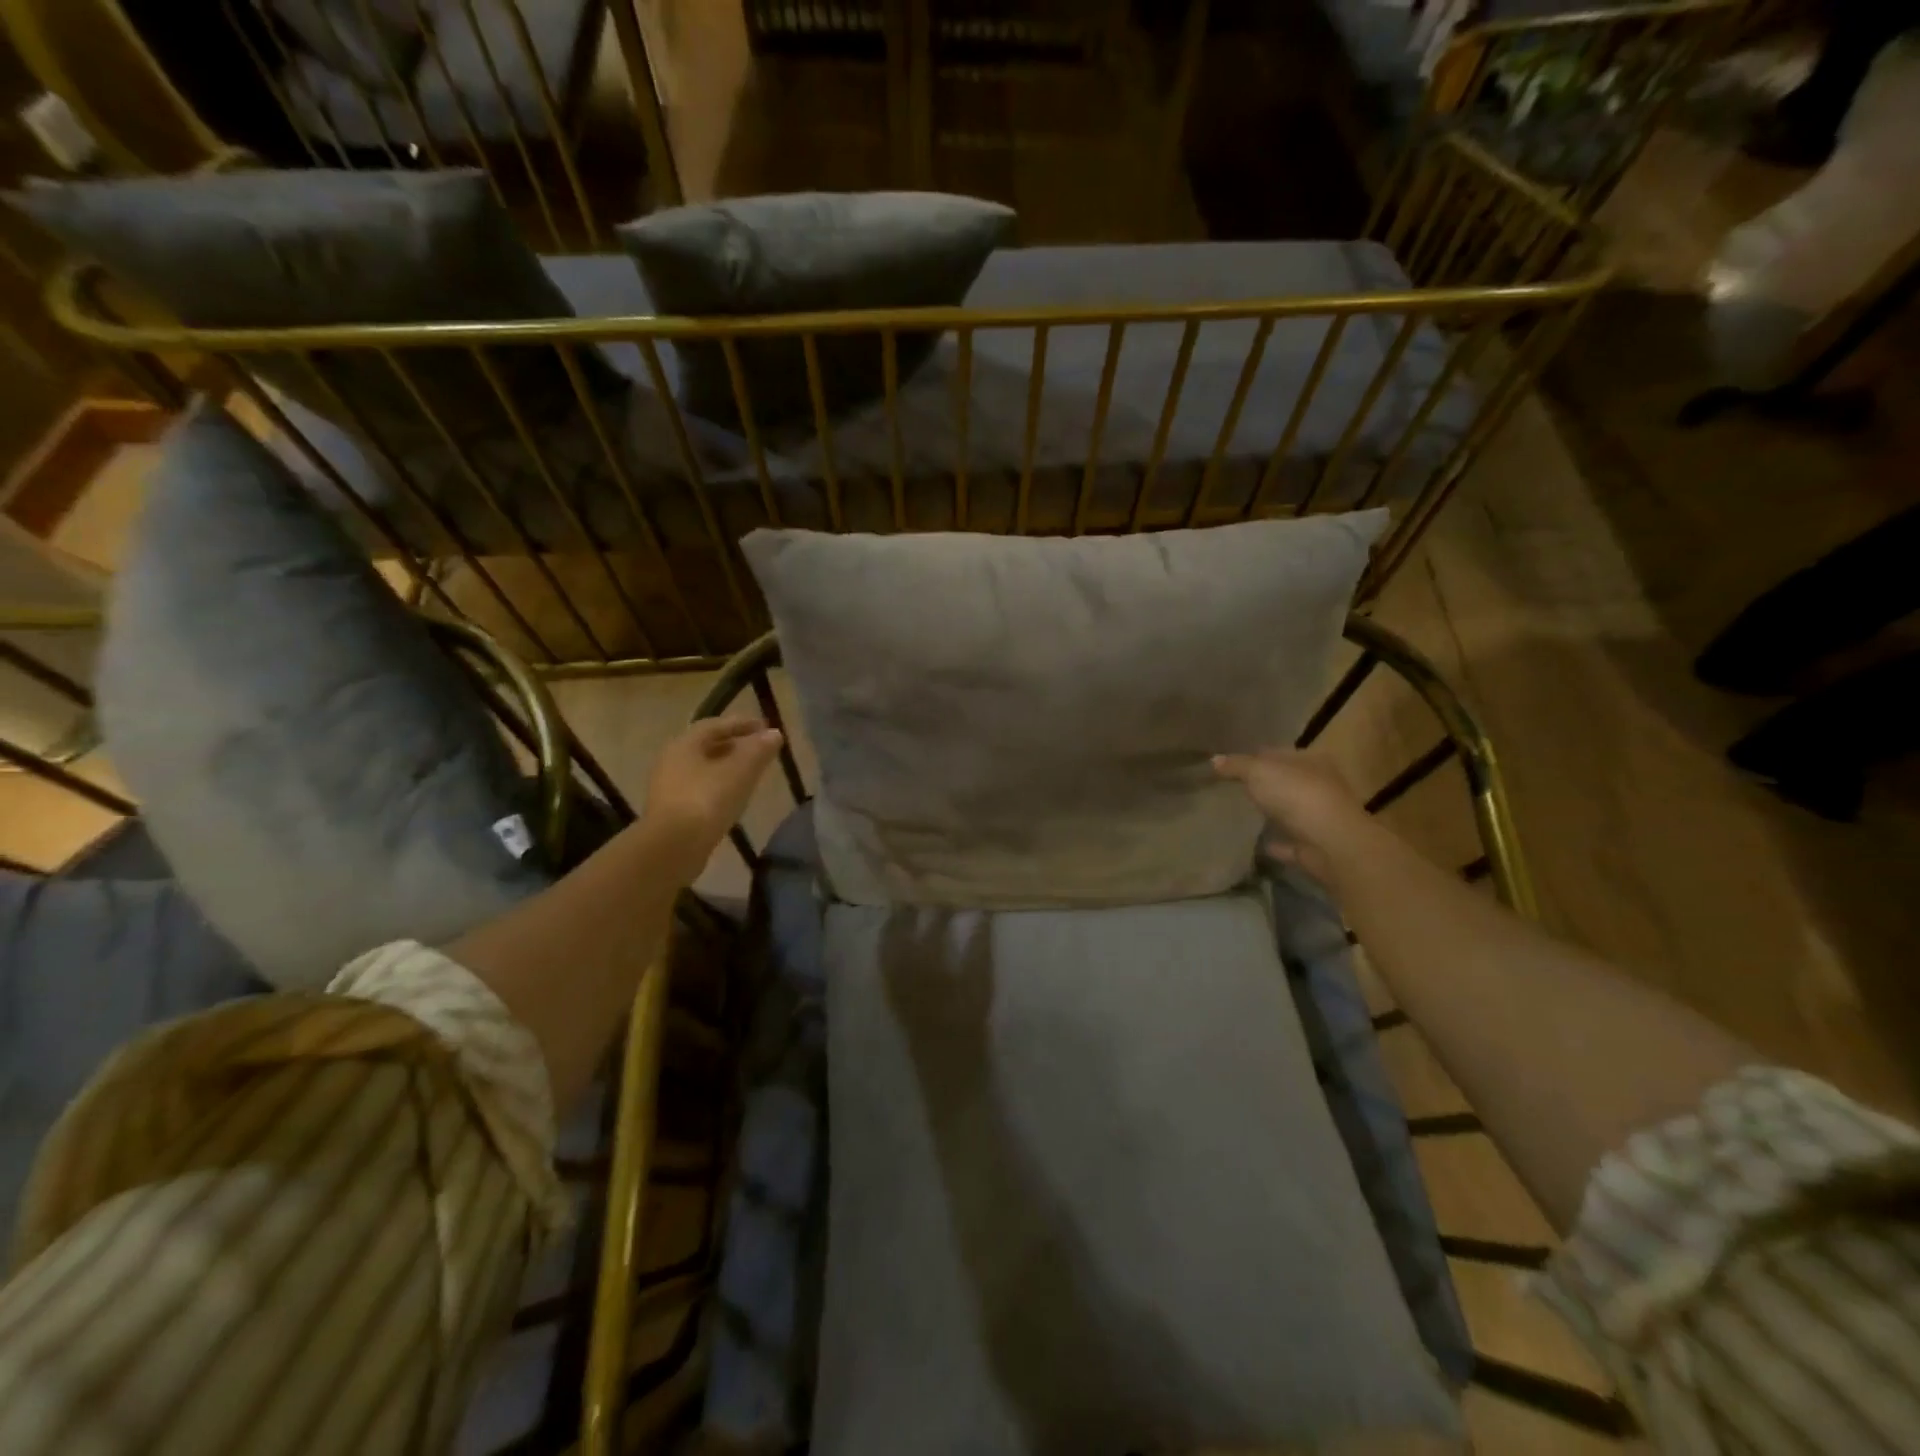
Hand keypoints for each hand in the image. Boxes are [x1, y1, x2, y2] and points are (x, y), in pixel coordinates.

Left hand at [642, 716, 783, 880]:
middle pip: (707, 746)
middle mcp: (671, 761)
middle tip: (760, 750)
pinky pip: (700, 789)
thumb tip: (774, 734)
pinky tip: (734, 798)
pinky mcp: (671, 812)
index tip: (765, 727)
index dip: (742, 724)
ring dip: (727, 768)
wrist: (672, 847)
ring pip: (703, 769)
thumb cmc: (707, 800)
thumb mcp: (740, 771)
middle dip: (735, 745)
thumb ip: (759, 750)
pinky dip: (719, 787)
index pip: (715, 725)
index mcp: (685, 744)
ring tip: (751, 774)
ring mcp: (668, 788)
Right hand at [1211, 748, 1370, 882]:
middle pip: (1286, 781)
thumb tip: (1213, 760)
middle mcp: (1321, 785)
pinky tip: (1258, 842)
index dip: (1254, 756)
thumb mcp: (1259, 771)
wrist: (1331, 843)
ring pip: (1291, 810)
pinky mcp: (1315, 845)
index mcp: (1311, 760)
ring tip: (1243, 813)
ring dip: (1273, 812)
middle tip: (1233, 788)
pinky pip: (1291, 841)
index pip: (1278, 753)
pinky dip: (1277, 842)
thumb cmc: (1297, 795)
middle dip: (1264, 784)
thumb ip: (1236, 765)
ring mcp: (1320, 817)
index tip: (1230, 765)